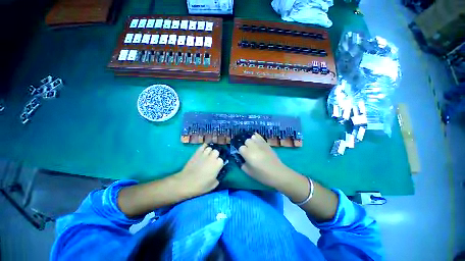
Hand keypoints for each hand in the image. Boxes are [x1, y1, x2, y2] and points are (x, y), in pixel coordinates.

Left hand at [174, 144, 223, 196]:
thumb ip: (218, 178)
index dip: (219, 163)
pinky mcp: (197, 152)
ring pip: (210, 148)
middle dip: (215, 155)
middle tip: (212, 160)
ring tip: (208, 155)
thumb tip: (217, 175)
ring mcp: (204, 154)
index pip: (221, 160)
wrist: (186, 182)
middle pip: (216, 152)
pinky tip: (204, 150)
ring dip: (210, 151)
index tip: (217, 167)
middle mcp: (212, 157)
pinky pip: (203, 146)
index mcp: (218, 165)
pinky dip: (204, 147)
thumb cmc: (200, 186)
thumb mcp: (213, 185)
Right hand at [238, 133, 293, 189]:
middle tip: (249, 152)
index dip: (242, 152)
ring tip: (253, 146)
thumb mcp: (248, 172)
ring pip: (252, 137)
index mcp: (248, 154)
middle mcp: (253, 146)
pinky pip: (259, 136)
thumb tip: (241, 158)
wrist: (277, 173)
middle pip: (246, 141)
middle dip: (246, 145)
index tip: (244, 156)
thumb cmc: (262, 174)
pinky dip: (256, 137)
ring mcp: (260, 143)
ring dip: (251, 141)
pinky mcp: (266, 143)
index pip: (240, 148)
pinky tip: (256, 141)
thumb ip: (242, 164)